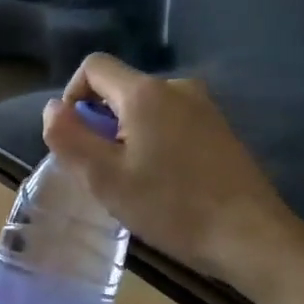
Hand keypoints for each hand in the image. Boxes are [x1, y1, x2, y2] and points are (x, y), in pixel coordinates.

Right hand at [41, 54, 303, 300]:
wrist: (251, 237)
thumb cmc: (170, 206)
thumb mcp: (104, 177)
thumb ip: (68, 137)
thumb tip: (52, 108)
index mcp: (145, 93)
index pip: (94, 66)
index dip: (72, 96)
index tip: (74, 138)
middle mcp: (177, 88)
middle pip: (120, 89)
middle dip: (100, 122)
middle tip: (102, 170)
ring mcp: (204, 107)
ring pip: (146, 108)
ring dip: (127, 135)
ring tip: (133, 180)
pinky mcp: (220, 130)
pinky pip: (171, 122)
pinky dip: (154, 142)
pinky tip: (164, 182)